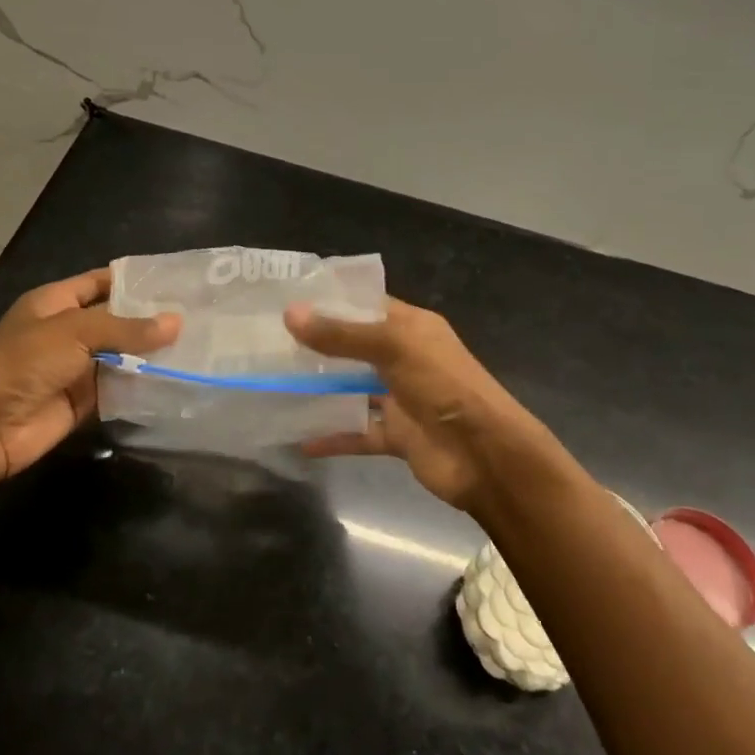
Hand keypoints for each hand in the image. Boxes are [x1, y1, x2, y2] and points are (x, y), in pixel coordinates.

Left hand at [0, 267, 178, 483]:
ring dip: (151, 354)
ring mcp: (76, 368)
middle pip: (116, 320)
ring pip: (122, 356)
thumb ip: (127, 328)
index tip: (176, 281)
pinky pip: (119, 388)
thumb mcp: (75, 332)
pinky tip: (177, 378)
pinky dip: (143, 385)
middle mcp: (67, 331)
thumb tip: (177, 323)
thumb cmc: (25, 362)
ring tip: (198, 345)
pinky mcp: (84, 401)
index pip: (100, 282)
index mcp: (55, 302)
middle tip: (198, 314)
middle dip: (151, 319)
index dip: (134, 281)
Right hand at [284, 297, 565, 513]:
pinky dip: (333, 436)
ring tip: (275, 382)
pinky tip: (299, 440)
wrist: (485, 455)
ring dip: (322, 388)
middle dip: (318, 344)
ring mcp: (401, 397)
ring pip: (353, 389)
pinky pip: (358, 432)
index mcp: (411, 327)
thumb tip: (291, 314)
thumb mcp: (393, 347)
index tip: (288, 298)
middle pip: (355, 346)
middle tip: (269, 341)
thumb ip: (342, 334)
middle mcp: (405, 357)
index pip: (367, 304)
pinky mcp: (397, 435)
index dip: (332, 300)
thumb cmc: (443, 385)